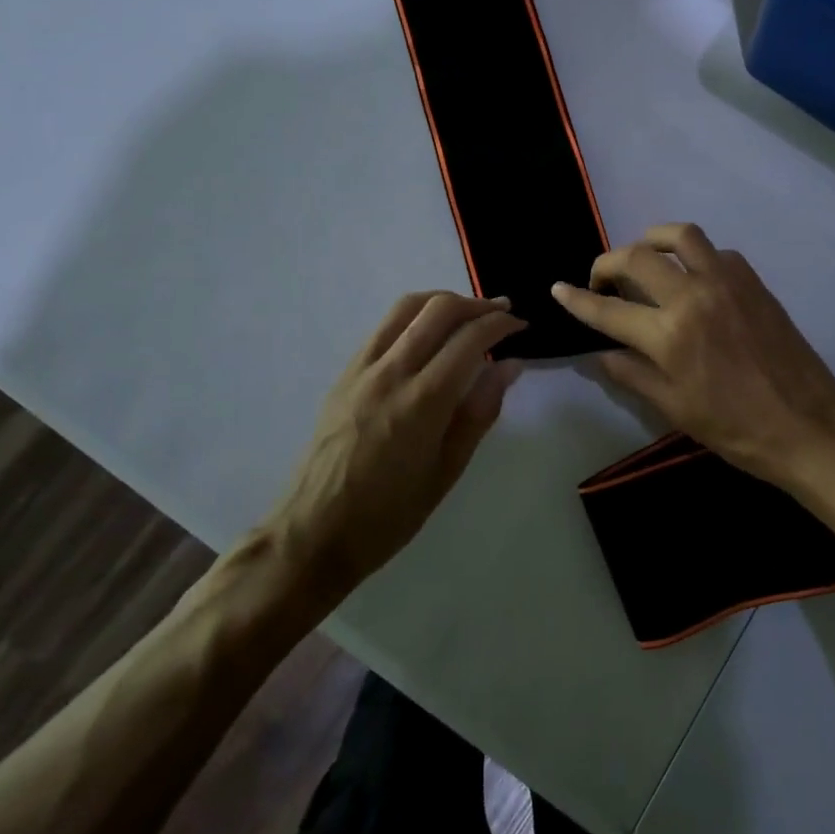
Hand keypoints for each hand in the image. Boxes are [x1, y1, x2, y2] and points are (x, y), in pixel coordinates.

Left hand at [269, 291, 524, 603]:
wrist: (313, 533)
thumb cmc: (389, 514)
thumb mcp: (447, 471)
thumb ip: (481, 412)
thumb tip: (511, 366)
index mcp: (423, 401)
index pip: (470, 339)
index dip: (501, 324)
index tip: (521, 326)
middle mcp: (391, 373)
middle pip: (438, 309)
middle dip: (477, 303)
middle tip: (502, 311)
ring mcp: (362, 369)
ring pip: (407, 307)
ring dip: (443, 301)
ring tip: (468, 313)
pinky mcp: (344, 374)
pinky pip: (384, 327)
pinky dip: (414, 316)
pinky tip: (428, 334)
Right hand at [551, 223, 834, 493]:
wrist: (810, 426)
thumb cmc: (738, 430)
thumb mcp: (676, 410)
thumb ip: (633, 374)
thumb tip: (601, 352)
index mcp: (670, 335)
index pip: (608, 310)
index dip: (577, 299)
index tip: (558, 289)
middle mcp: (694, 296)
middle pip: (637, 257)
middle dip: (607, 263)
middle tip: (601, 281)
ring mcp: (727, 282)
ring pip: (680, 236)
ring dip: (652, 240)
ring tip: (643, 259)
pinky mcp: (753, 281)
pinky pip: (715, 252)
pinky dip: (694, 256)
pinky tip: (692, 278)